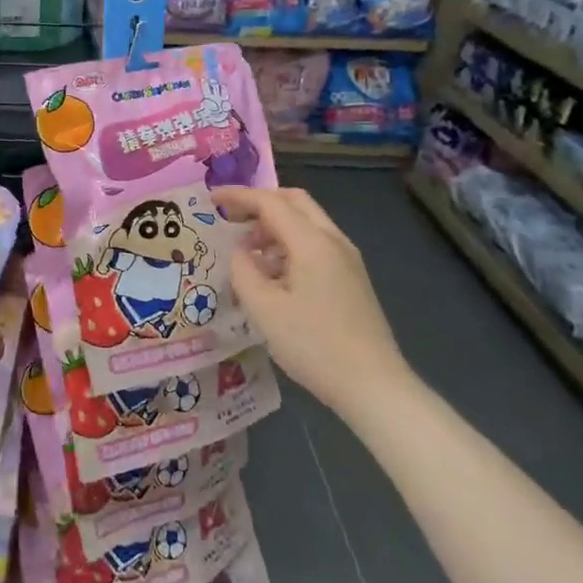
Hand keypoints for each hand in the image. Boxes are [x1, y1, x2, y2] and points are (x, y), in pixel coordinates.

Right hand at [214, 187, 415, 422]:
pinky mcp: (351, 278)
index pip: (270, 203)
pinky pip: (315, 244)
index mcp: (312, 243)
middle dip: (259, 202)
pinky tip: (271, 273)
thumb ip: (243, 271)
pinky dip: (288, 244)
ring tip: (245, 251)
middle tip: (229, 216)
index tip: (210, 198)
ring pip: (306, 223)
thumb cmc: (313, 345)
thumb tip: (240, 252)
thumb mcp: (264, 309)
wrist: (373, 385)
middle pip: (294, 202)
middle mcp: (334, 242)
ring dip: (274, 226)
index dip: (238, 196)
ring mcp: (347, 260)